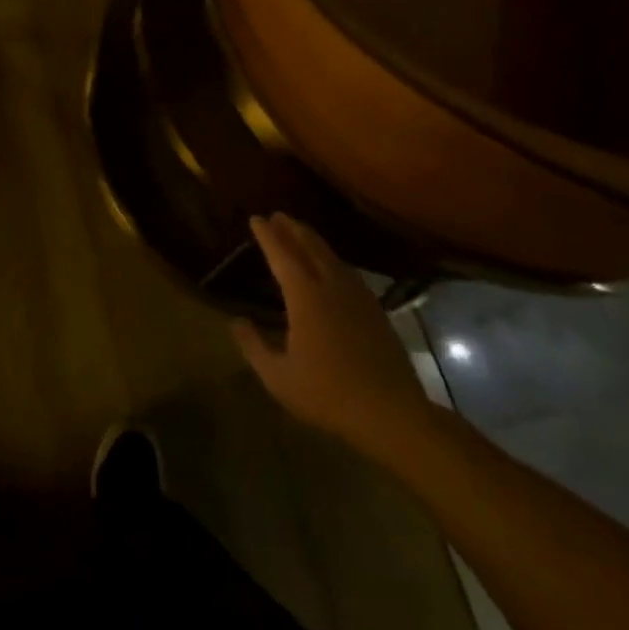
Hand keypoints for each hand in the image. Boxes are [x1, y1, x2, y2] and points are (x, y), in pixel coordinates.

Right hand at [234, 214, 433, 456]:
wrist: (392, 414)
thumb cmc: (328, 394)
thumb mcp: (278, 377)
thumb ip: (254, 346)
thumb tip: (237, 322)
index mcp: (304, 297)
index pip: (281, 255)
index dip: (267, 236)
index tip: (256, 218)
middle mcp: (330, 287)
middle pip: (309, 247)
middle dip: (292, 229)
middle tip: (278, 215)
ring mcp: (357, 298)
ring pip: (332, 257)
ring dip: (314, 240)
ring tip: (301, 231)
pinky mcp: (376, 311)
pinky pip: (349, 273)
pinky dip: (334, 260)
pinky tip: (334, 266)